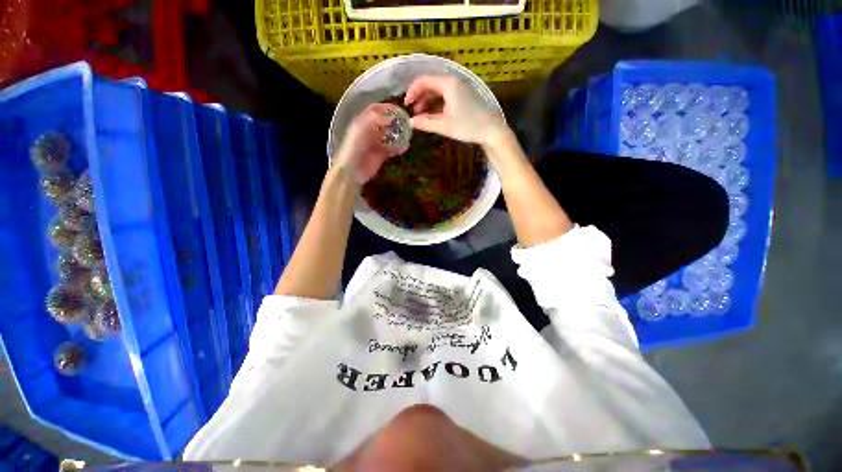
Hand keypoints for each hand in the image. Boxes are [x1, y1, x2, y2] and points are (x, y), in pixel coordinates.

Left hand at [334, 103, 407, 184]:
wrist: (352, 171)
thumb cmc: (354, 148)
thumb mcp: (361, 129)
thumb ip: (374, 120)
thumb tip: (391, 117)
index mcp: (362, 122)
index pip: (375, 110)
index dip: (386, 108)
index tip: (399, 109)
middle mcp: (370, 131)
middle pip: (384, 122)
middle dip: (395, 121)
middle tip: (407, 121)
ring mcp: (376, 143)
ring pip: (390, 135)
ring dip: (398, 134)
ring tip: (408, 134)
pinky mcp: (381, 155)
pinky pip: (392, 149)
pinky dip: (399, 148)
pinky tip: (405, 147)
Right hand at [404, 75, 508, 145]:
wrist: (491, 130)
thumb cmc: (467, 126)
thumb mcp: (444, 125)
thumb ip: (426, 123)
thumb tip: (411, 123)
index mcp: (448, 84)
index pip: (423, 81)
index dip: (412, 92)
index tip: (406, 105)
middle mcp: (453, 82)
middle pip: (430, 84)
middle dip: (419, 98)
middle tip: (413, 113)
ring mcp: (459, 88)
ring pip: (438, 91)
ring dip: (427, 102)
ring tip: (421, 117)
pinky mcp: (464, 96)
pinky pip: (445, 96)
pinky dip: (437, 104)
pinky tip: (433, 116)